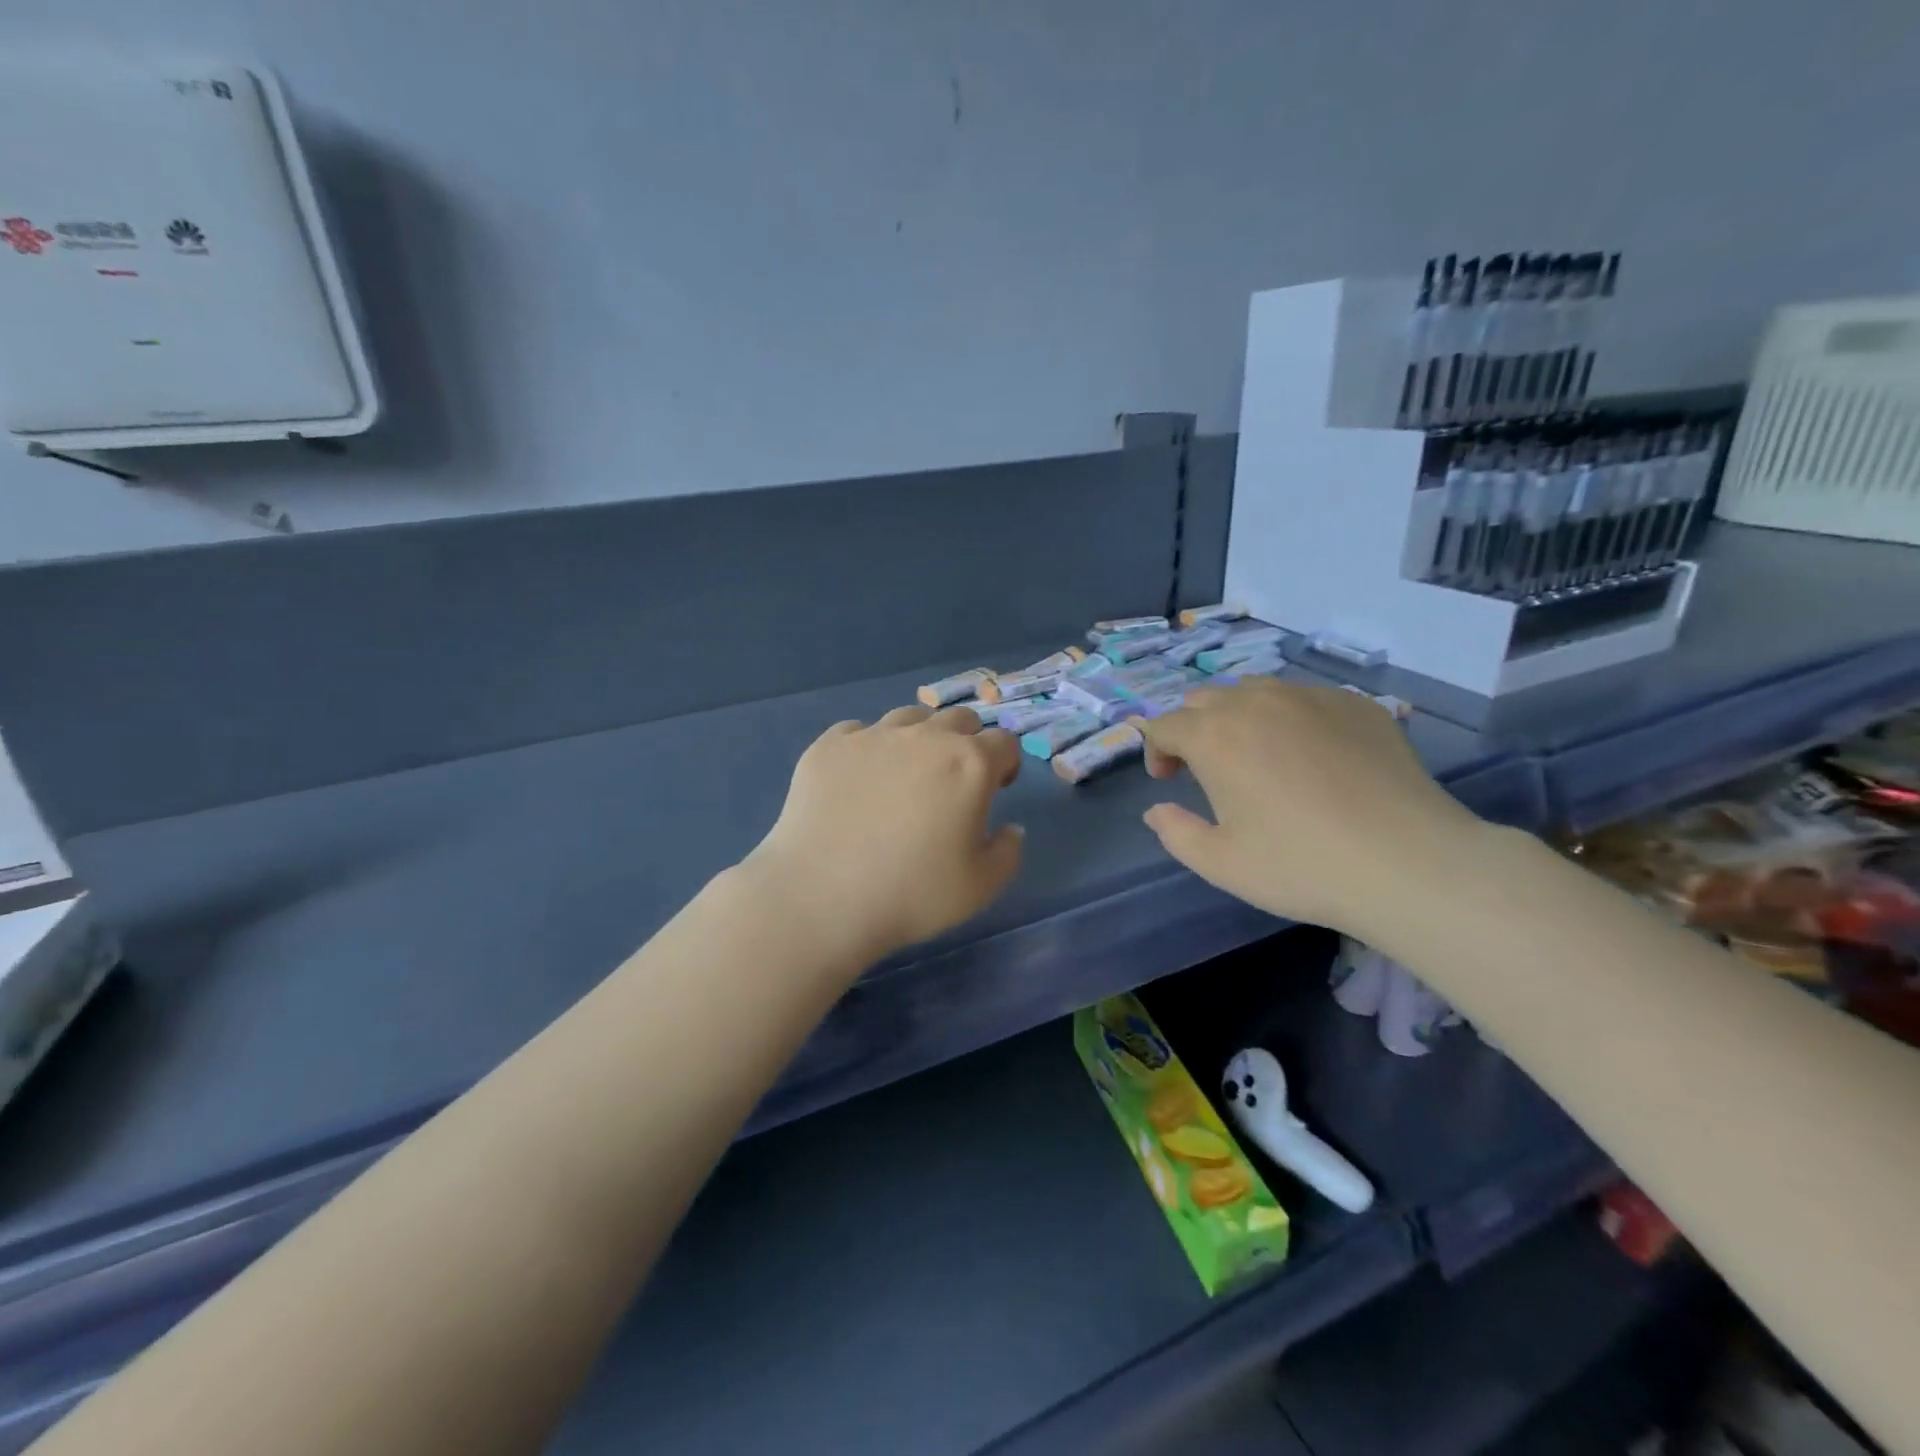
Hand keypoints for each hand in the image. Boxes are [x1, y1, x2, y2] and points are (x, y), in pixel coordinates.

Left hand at [742, 705, 1024, 961]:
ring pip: (909, 718)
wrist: (820, 897)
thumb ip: (1007, 852)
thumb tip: (1010, 828)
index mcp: (969, 764)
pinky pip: (858, 731)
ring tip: (905, 775)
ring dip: (919, 739)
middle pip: (959, 720)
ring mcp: (872, 736)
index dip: (1006, 763)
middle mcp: (924, 737)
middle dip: (966, 742)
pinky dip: (868, 749)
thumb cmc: (911, 894)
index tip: (997, 788)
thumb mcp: (981, 887)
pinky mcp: (828, 745)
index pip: (1004, 742)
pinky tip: (858, 781)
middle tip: (954, 780)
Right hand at [1133, 680, 1480, 934]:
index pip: (1165, 724)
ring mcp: (1311, 697)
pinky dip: (1290, 718)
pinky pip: (1305, 698)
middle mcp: (1257, 702)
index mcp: (1215, 736)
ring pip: (1255, 690)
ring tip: (1256, 755)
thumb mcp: (1220, 863)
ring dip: (1239, 716)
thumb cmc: (1301, 866)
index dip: (1155, 749)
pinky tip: (1312, 757)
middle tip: (1205, 768)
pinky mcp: (1356, 704)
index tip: (1167, 780)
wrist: (1409, 862)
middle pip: (1205, 699)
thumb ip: (1175, 832)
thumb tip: (1157, 810)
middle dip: (1193, 728)